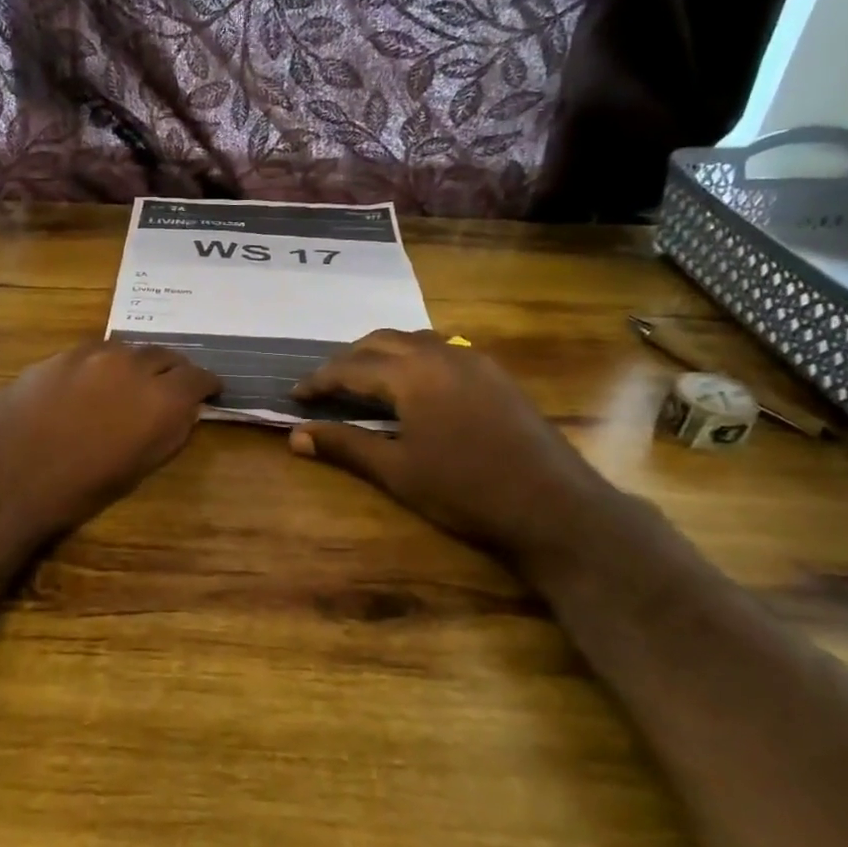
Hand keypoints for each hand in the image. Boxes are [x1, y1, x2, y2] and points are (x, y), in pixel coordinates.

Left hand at [0, 340, 218, 546]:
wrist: (4, 479)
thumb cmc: (76, 490)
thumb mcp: (138, 469)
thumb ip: (169, 431)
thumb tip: (184, 411)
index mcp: (160, 399)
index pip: (199, 377)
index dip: (207, 385)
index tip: (209, 392)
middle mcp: (132, 365)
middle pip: (166, 355)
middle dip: (174, 370)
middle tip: (172, 387)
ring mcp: (92, 354)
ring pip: (129, 349)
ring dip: (137, 364)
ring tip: (130, 383)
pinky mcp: (59, 354)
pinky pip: (94, 352)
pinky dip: (104, 364)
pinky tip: (92, 382)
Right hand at [289, 330, 621, 569]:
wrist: (552, 505)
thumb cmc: (465, 490)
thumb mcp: (397, 471)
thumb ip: (345, 446)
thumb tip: (295, 436)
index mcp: (412, 374)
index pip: (351, 368)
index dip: (319, 381)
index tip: (295, 395)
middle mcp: (441, 354)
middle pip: (381, 341)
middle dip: (347, 360)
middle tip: (325, 385)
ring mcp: (473, 360)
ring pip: (414, 340)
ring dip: (381, 353)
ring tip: (362, 379)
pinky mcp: (495, 374)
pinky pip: (441, 350)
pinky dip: (412, 358)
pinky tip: (412, 384)